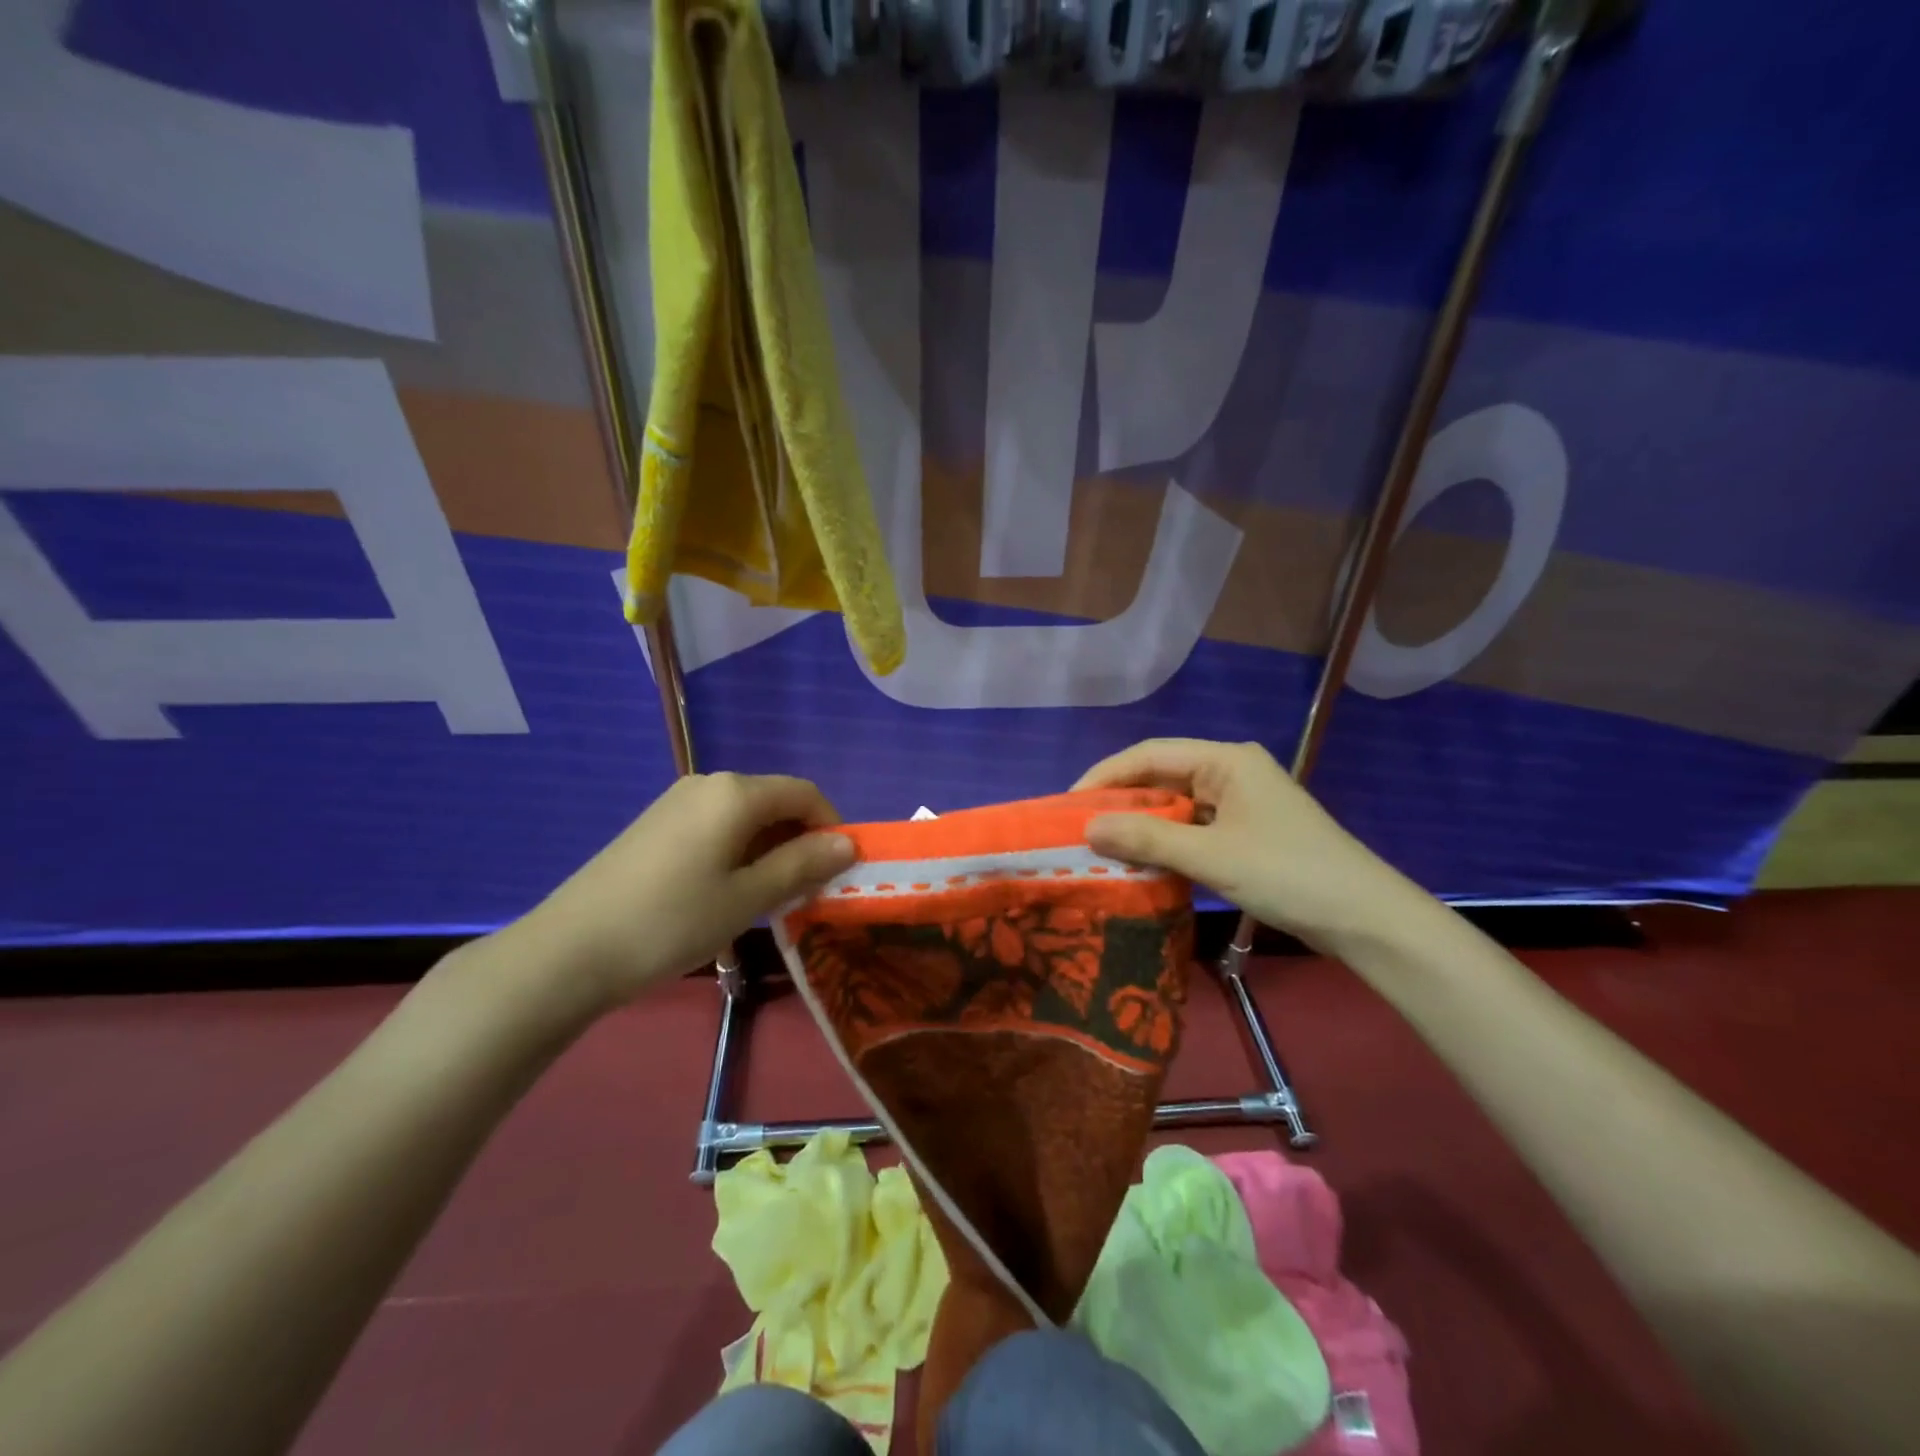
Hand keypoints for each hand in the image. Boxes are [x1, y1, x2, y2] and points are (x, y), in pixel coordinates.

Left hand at [515, 772, 854, 1014]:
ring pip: (745, 818)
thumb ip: (802, 865)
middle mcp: (708, 784)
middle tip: (805, 893)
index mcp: (735, 793)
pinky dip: (738, 853)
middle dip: (800, 842)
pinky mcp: (656, 826)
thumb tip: (848, 843)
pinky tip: (726, 894)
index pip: (805, 793)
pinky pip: (716, 828)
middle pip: (775, 802)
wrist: (569, 951)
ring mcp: (677, 803)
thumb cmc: (671, 922)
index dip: (831, 827)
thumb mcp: (747, 897)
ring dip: (770, 851)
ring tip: (767, 901)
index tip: (838, 872)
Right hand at [1074, 738, 1416, 953]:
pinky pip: (1194, 828)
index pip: (1149, 755)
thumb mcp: (1211, 856)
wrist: (1366, 919)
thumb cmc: (1288, 874)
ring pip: (1176, 805)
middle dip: (1120, 802)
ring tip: (1101, 847)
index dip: (1105, 776)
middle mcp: (1232, 772)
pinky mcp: (1248, 832)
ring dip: (1141, 825)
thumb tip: (1087, 828)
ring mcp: (1242, 803)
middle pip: (1162, 778)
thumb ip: (1147, 839)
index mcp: (1226, 760)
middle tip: (1078, 829)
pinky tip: (1142, 862)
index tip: (1068, 805)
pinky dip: (1166, 843)